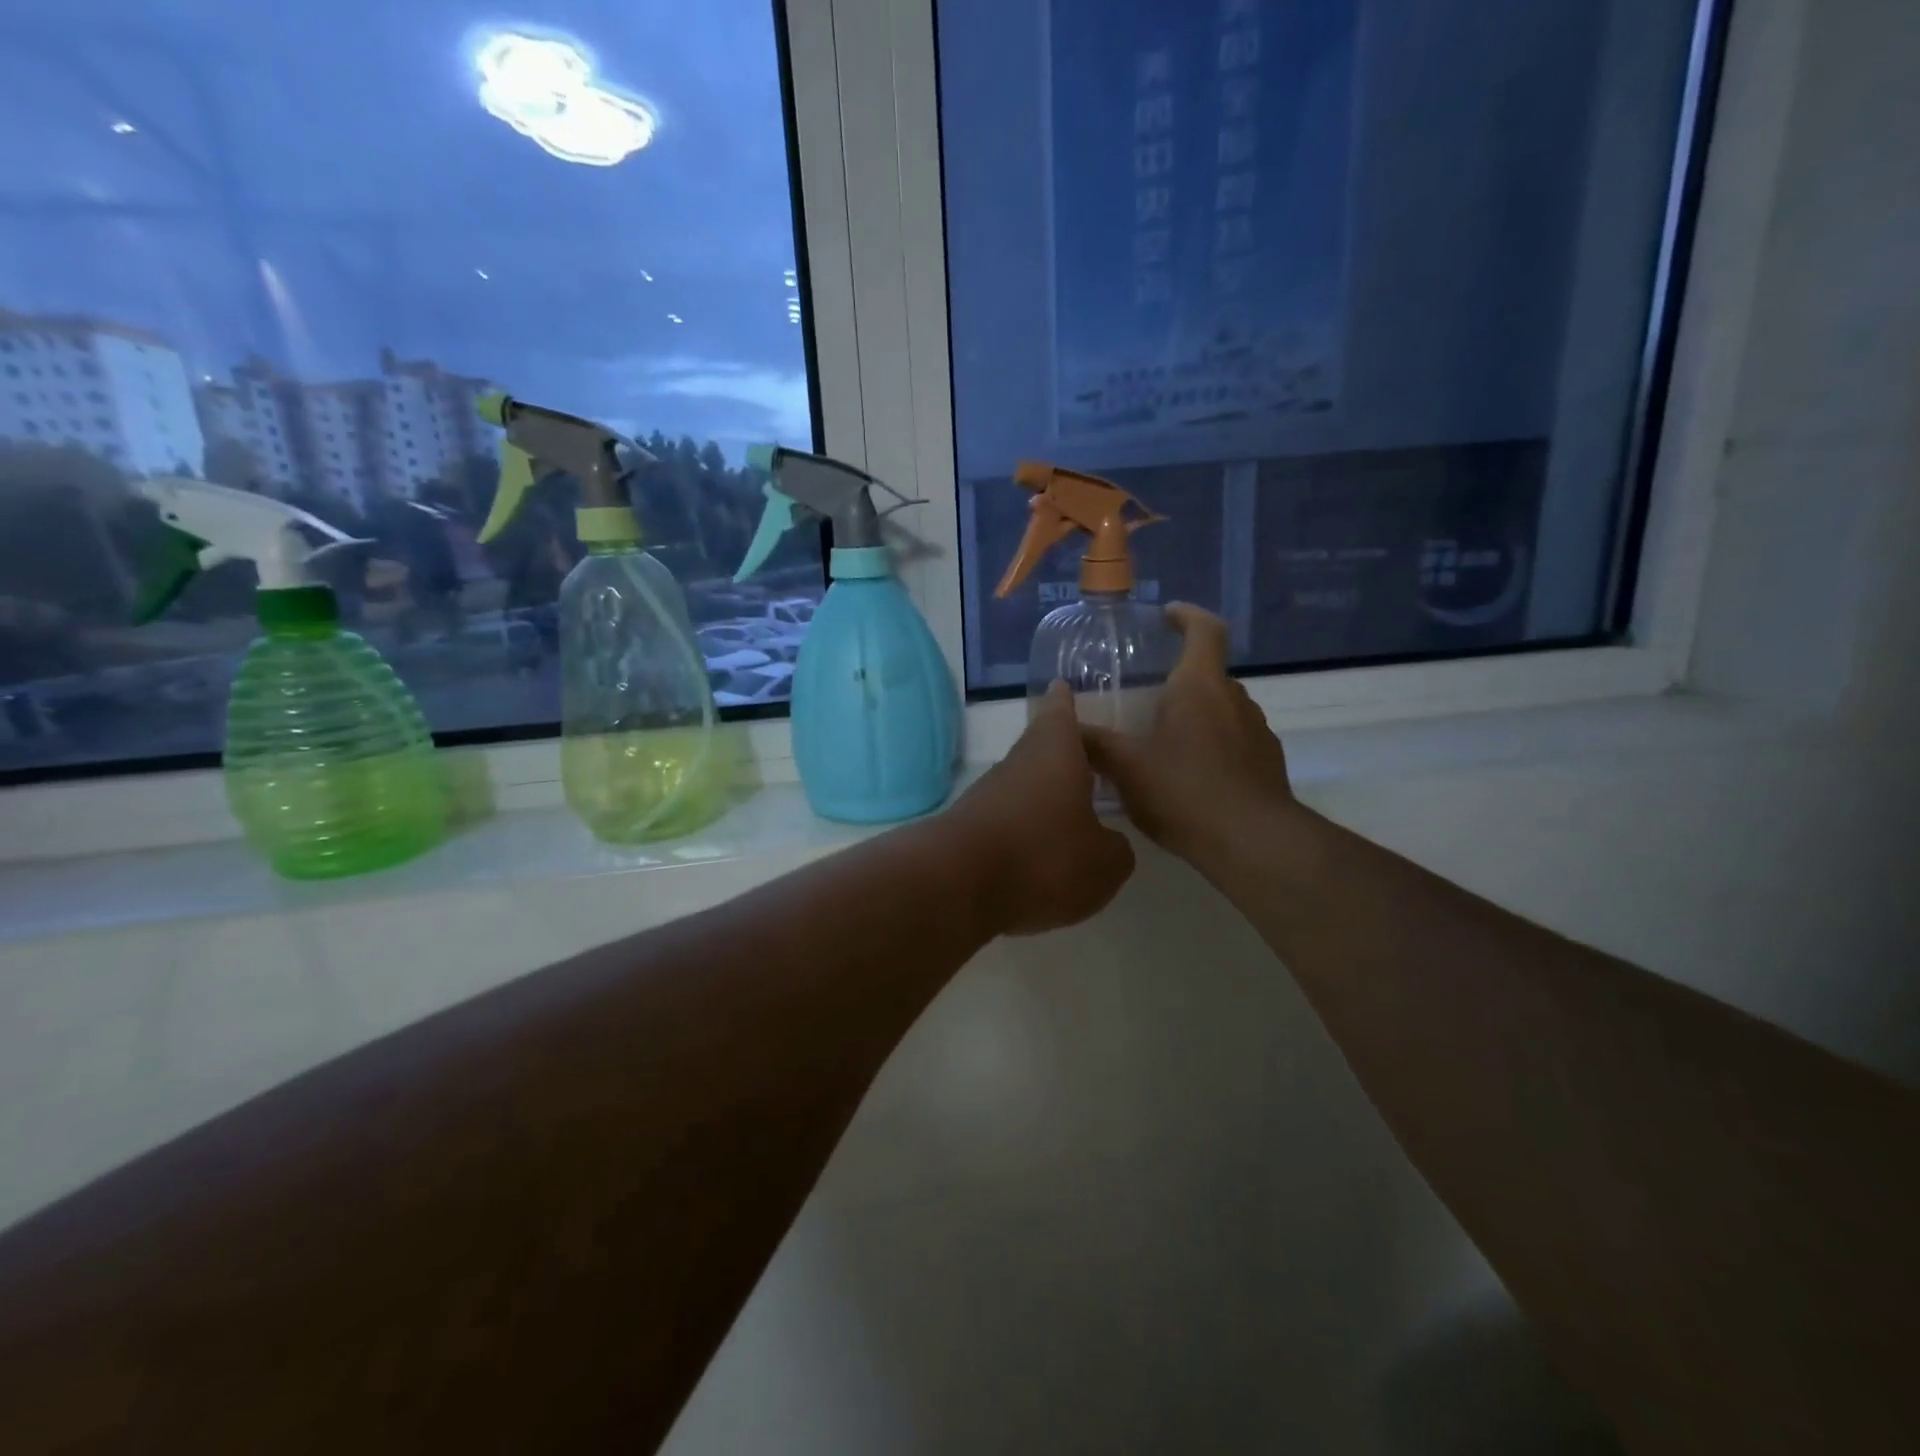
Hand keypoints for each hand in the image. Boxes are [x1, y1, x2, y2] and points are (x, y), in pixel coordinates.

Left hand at [947, 681, 1136, 935]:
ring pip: (1022, 787)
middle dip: (1061, 757)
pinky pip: (1005, 822)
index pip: (1060, 714)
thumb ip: (1114, 849)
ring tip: (1069, 817)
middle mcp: (1017, 764)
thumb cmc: (1043, 856)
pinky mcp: (968, 830)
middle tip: (1085, 763)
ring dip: (1042, 799)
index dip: (1064, 703)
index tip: (1061, 687)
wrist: (955, 885)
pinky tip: (1037, 856)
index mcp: (1055, 752)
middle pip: (1039, 750)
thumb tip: (1107, 843)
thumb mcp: (1103, 862)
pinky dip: (1023, 832)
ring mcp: (986, 796)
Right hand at [1083, 604, 1299, 865]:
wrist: (1252, 841)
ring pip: (1222, 709)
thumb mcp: (1126, 767)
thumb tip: (1065, 724)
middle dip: (1180, 678)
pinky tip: (1189, 777)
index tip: (1167, 615)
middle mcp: (1234, 699)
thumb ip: (1094, 743)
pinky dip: (1212, 745)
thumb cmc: (1183, 790)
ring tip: (1164, 741)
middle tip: (1147, 695)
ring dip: (1196, 714)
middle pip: (1209, 673)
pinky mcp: (1267, 763)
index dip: (1187, 616)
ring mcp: (1257, 731)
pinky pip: (1234, 740)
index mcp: (1199, 686)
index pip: (1204, 630)